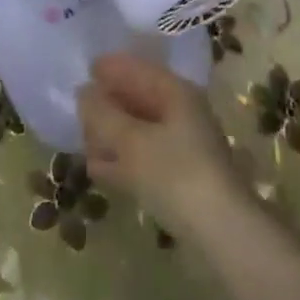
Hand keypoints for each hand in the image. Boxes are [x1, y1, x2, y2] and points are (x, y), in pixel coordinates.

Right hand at [78, 53, 249, 240]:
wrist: (220, 232)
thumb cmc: (175, 173)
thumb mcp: (131, 141)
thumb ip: (103, 115)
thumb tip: (83, 92)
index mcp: (176, 92)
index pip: (140, 69)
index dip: (113, 67)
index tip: (85, 68)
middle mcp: (182, 112)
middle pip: (140, 99)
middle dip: (110, 103)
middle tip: (79, 110)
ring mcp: (184, 146)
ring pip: (140, 130)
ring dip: (113, 134)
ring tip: (83, 141)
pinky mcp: (181, 177)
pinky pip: (144, 157)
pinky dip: (122, 159)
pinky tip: (98, 169)